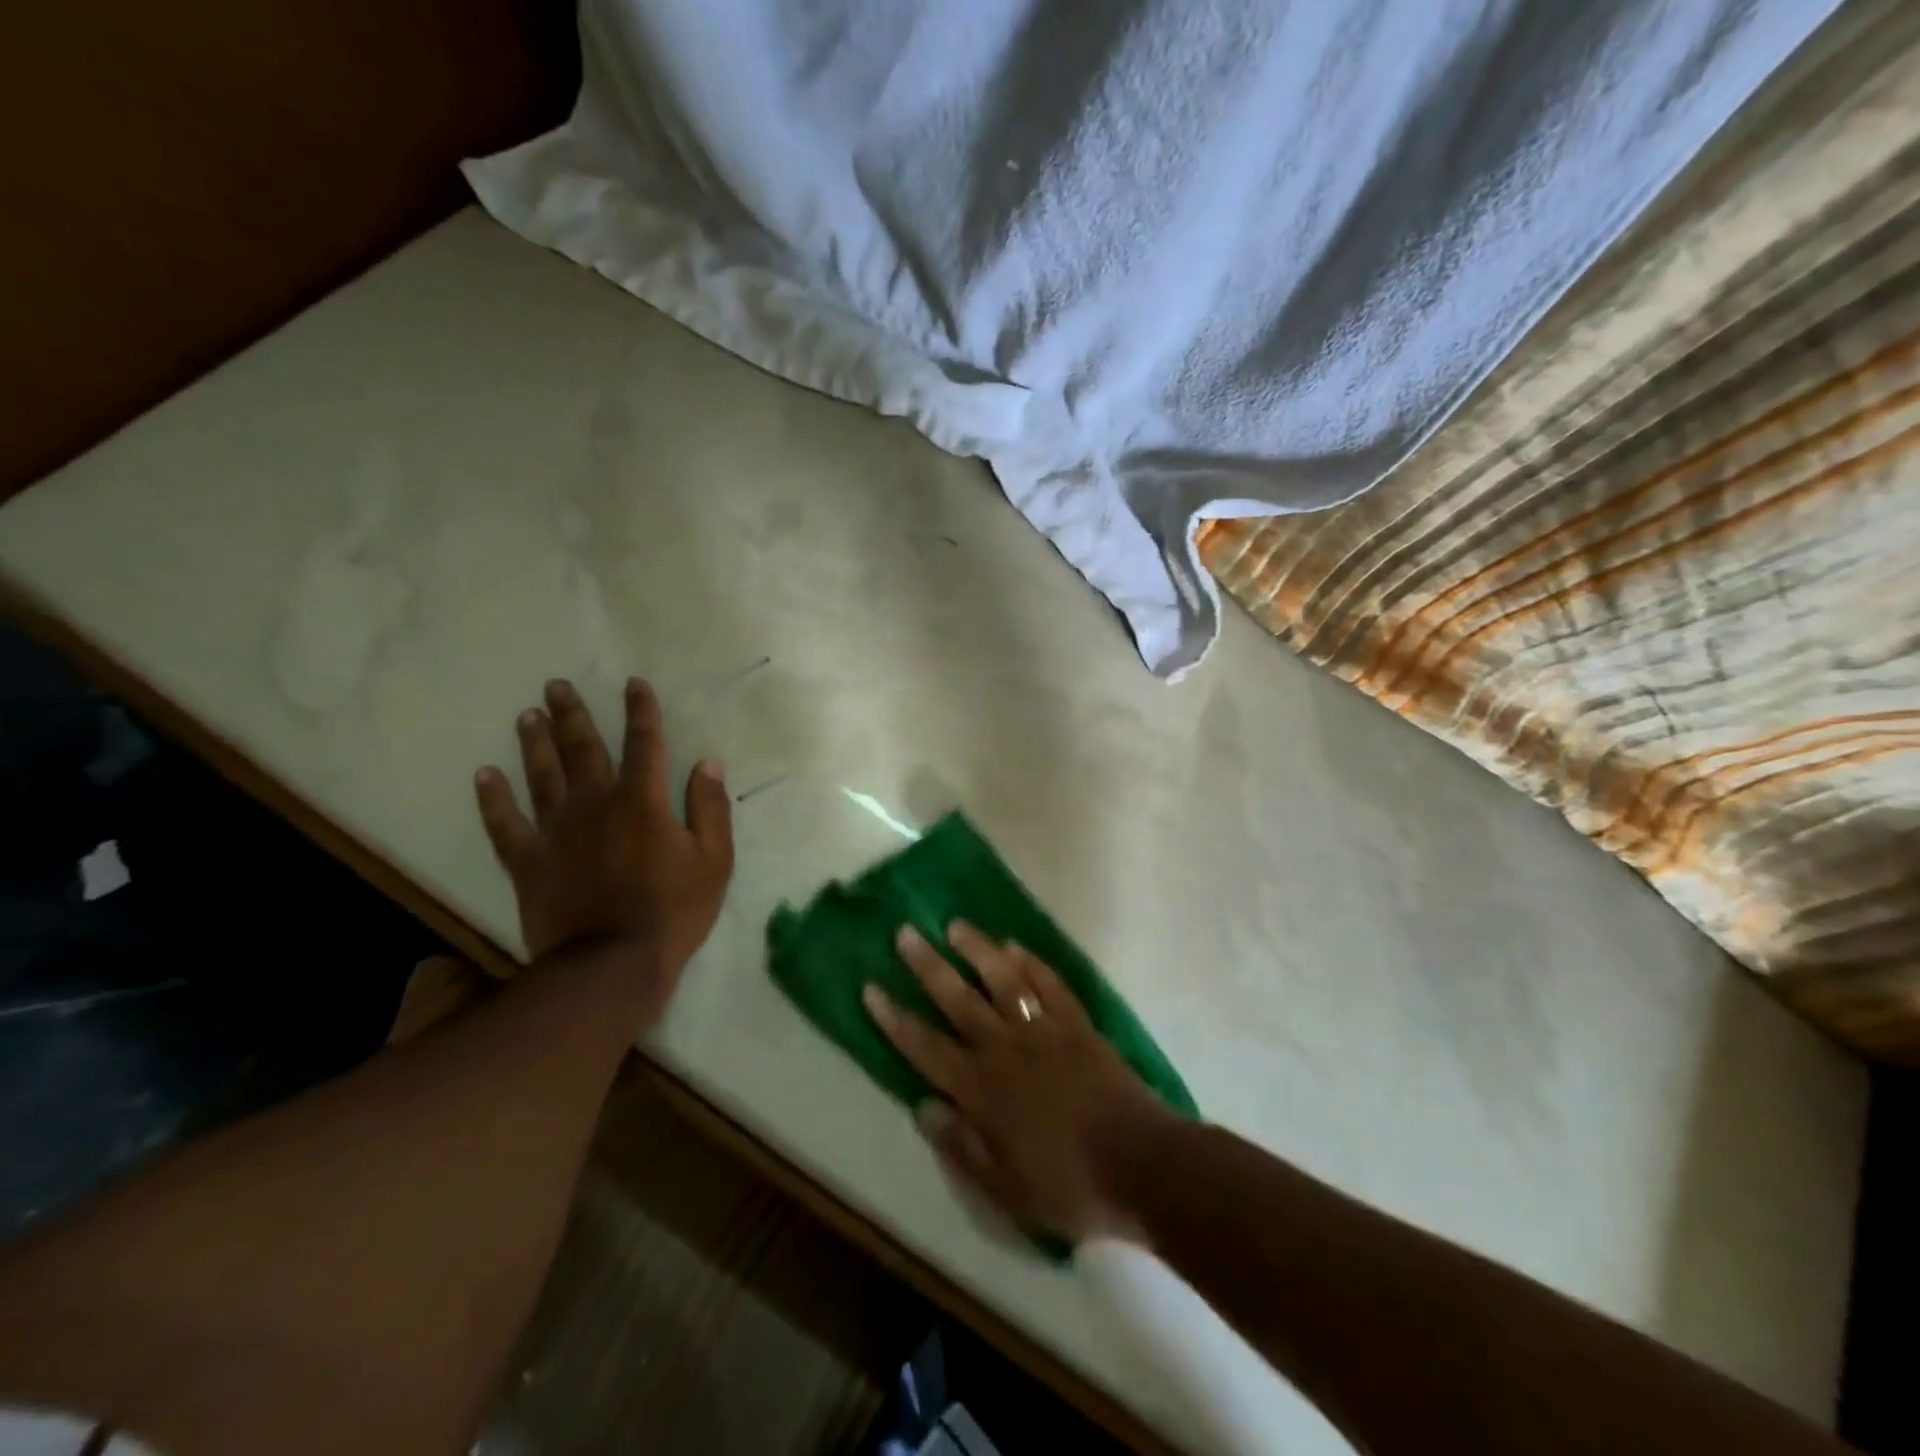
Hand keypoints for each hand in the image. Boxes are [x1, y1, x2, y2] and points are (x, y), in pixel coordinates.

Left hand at [475, 678, 733, 1024]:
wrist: (611, 965)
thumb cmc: (673, 911)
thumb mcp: (713, 860)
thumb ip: (710, 808)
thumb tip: (708, 763)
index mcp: (642, 801)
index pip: (644, 743)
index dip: (640, 711)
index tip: (634, 684)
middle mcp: (595, 804)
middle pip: (582, 749)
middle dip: (572, 715)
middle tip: (555, 685)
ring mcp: (556, 832)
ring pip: (541, 776)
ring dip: (534, 743)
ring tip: (526, 715)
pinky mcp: (528, 862)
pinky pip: (505, 824)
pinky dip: (493, 799)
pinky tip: (484, 775)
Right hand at [863, 922, 1175, 1245]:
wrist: (1142, 1165)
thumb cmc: (1070, 1185)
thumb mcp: (1006, 1190)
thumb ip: (962, 1147)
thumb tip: (924, 1106)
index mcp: (982, 1090)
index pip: (926, 1047)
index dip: (895, 1019)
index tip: (872, 987)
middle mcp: (1006, 1049)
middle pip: (958, 999)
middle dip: (928, 966)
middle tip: (905, 933)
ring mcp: (1044, 1030)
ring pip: (1003, 980)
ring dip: (977, 950)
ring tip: (956, 925)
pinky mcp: (1077, 1023)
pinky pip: (1049, 984)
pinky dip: (1031, 963)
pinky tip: (1014, 946)